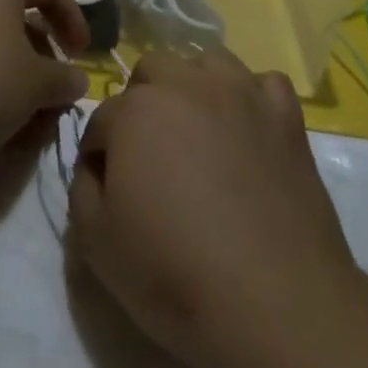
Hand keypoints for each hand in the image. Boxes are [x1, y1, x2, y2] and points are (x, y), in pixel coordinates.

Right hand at [67, 48, 356, 367]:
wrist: (274, 304)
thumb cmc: (173, 273)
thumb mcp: (95, 242)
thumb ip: (82, 187)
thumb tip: (96, 166)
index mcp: (135, 110)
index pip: (101, 119)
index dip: (99, 154)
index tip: (106, 188)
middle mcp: (186, 85)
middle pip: (151, 73)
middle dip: (141, 106)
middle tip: (151, 158)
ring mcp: (241, 94)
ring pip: (206, 63)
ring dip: (193, 88)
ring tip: (199, 134)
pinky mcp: (286, 116)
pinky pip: (263, 83)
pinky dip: (251, 99)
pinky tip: (249, 131)